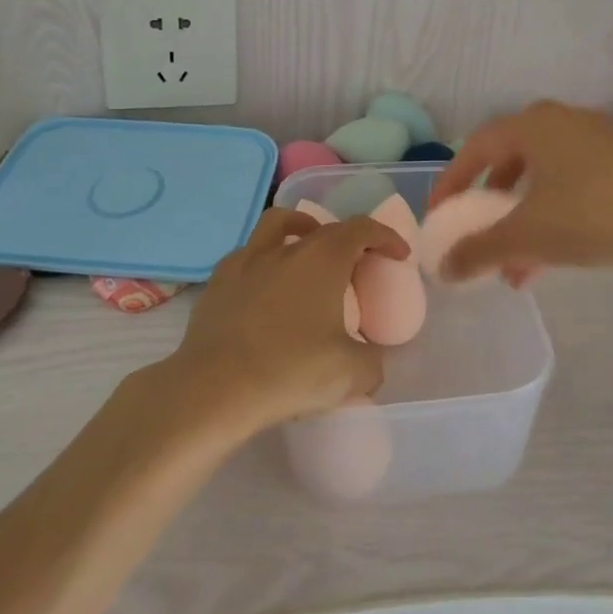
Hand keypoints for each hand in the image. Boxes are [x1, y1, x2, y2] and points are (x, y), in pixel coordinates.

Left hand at [166, 208, 408, 431]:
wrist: (214, 388)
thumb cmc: (291, 371)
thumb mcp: (352, 373)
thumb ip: (372, 361)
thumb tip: (368, 359)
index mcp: (324, 257)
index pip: (362, 229)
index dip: (386, 237)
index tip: (398, 255)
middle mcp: (287, 247)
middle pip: (324, 226)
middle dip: (348, 238)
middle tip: (356, 264)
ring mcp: (247, 260)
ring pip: (278, 224)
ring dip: (300, 229)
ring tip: (308, 250)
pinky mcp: (218, 281)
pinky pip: (249, 256)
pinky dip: (265, 261)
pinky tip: (267, 288)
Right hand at [429, 100, 612, 280]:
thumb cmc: (597, 213)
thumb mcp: (530, 236)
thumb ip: (479, 250)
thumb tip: (443, 266)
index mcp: (531, 126)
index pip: (474, 148)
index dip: (451, 183)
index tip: (439, 217)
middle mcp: (561, 122)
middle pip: (509, 162)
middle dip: (490, 206)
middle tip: (479, 237)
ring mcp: (597, 139)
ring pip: (543, 179)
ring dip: (523, 220)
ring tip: (517, 267)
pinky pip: (573, 186)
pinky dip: (555, 217)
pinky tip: (558, 258)